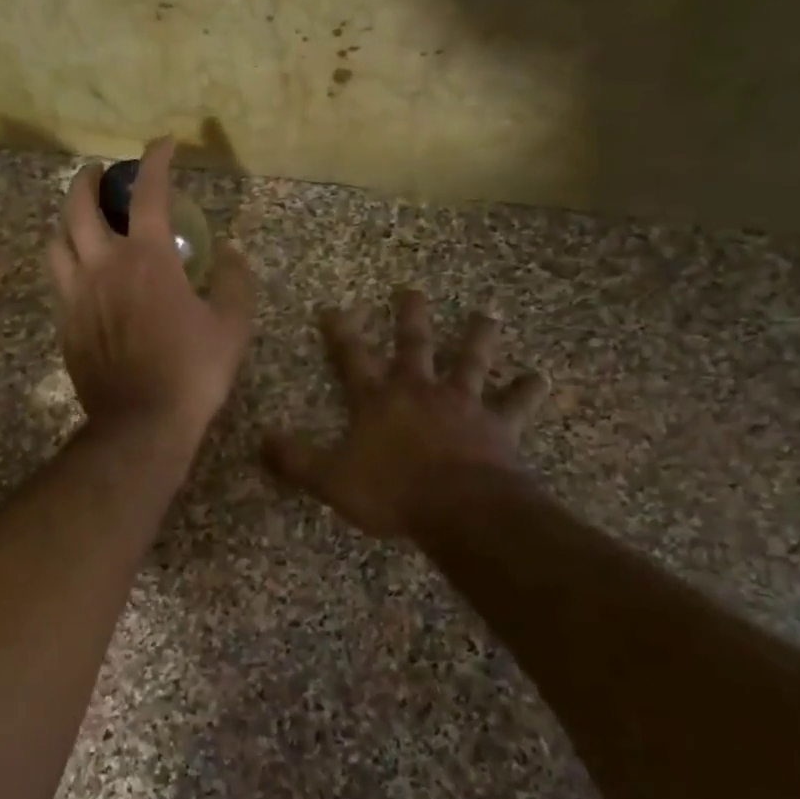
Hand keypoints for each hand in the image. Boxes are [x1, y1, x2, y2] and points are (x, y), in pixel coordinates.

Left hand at [47, 139, 255, 447]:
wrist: (141, 423)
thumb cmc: (192, 372)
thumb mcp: (232, 326)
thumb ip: (236, 282)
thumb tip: (231, 253)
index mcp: (148, 259)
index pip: (148, 193)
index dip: (156, 160)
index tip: (163, 144)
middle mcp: (103, 266)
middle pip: (79, 206)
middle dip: (88, 179)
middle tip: (100, 174)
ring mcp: (77, 295)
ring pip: (57, 240)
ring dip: (68, 220)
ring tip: (82, 221)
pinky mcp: (65, 323)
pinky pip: (57, 279)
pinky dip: (67, 262)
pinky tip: (81, 271)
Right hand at [263, 290, 549, 537]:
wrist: (460, 508)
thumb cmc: (391, 492)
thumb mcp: (330, 479)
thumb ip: (294, 460)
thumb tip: (260, 440)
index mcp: (377, 400)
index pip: (352, 357)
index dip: (340, 332)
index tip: (332, 307)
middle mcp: (419, 391)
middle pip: (414, 344)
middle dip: (410, 316)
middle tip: (411, 289)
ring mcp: (462, 404)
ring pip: (470, 361)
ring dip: (477, 337)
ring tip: (486, 314)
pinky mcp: (497, 425)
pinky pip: (515, 403)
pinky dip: (527, 390)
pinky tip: (539, 377)